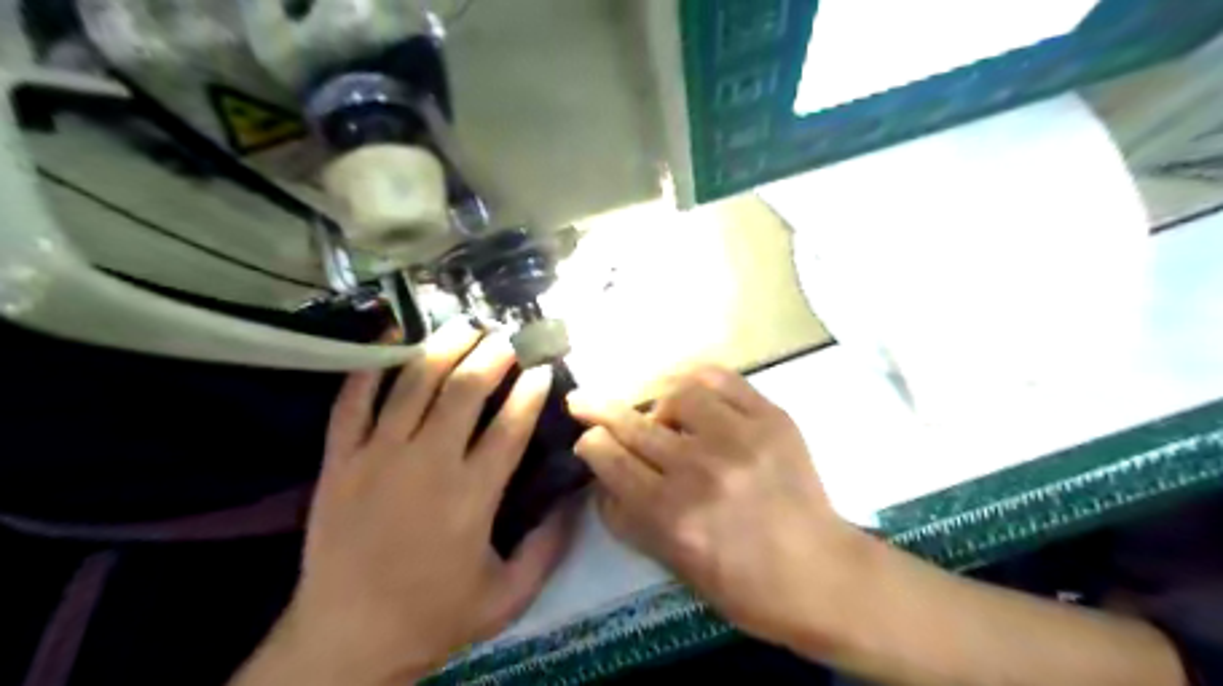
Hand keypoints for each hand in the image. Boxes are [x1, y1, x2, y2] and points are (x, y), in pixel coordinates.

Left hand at [259, 321, 574, 685]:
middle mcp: (427, 464)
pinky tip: (390, 337)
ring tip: (464, 325)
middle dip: (492, 356)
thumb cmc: (433, 617)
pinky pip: (353, 400)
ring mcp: (377, 456)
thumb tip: (575, 498)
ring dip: (444, 347)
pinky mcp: (339, 460)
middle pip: (465, 391)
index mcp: (472, 496)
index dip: (531, 391)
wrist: (344, 640)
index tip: (543, 368)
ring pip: (415, 384)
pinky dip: (371, 365)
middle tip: (507, 337)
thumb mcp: (508, 597)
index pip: (510, 426)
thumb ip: (549, 546)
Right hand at [565, 365, 869, 648]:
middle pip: (633, 424)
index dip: (590, 443)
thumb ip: (628, 518)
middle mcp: (701, 470)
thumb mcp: (672, 565)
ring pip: (675, 393)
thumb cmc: (742, 584)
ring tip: (658, 413)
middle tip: (583, 400)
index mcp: (673, 515)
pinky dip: (694, 377)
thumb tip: (600, 472)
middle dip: (599, 408)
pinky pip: (721, 378)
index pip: (610, 459)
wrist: (820, 573)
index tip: (587, 438)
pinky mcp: (771, 418)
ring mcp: (741, 438)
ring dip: (654, 400)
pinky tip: (687, 389)